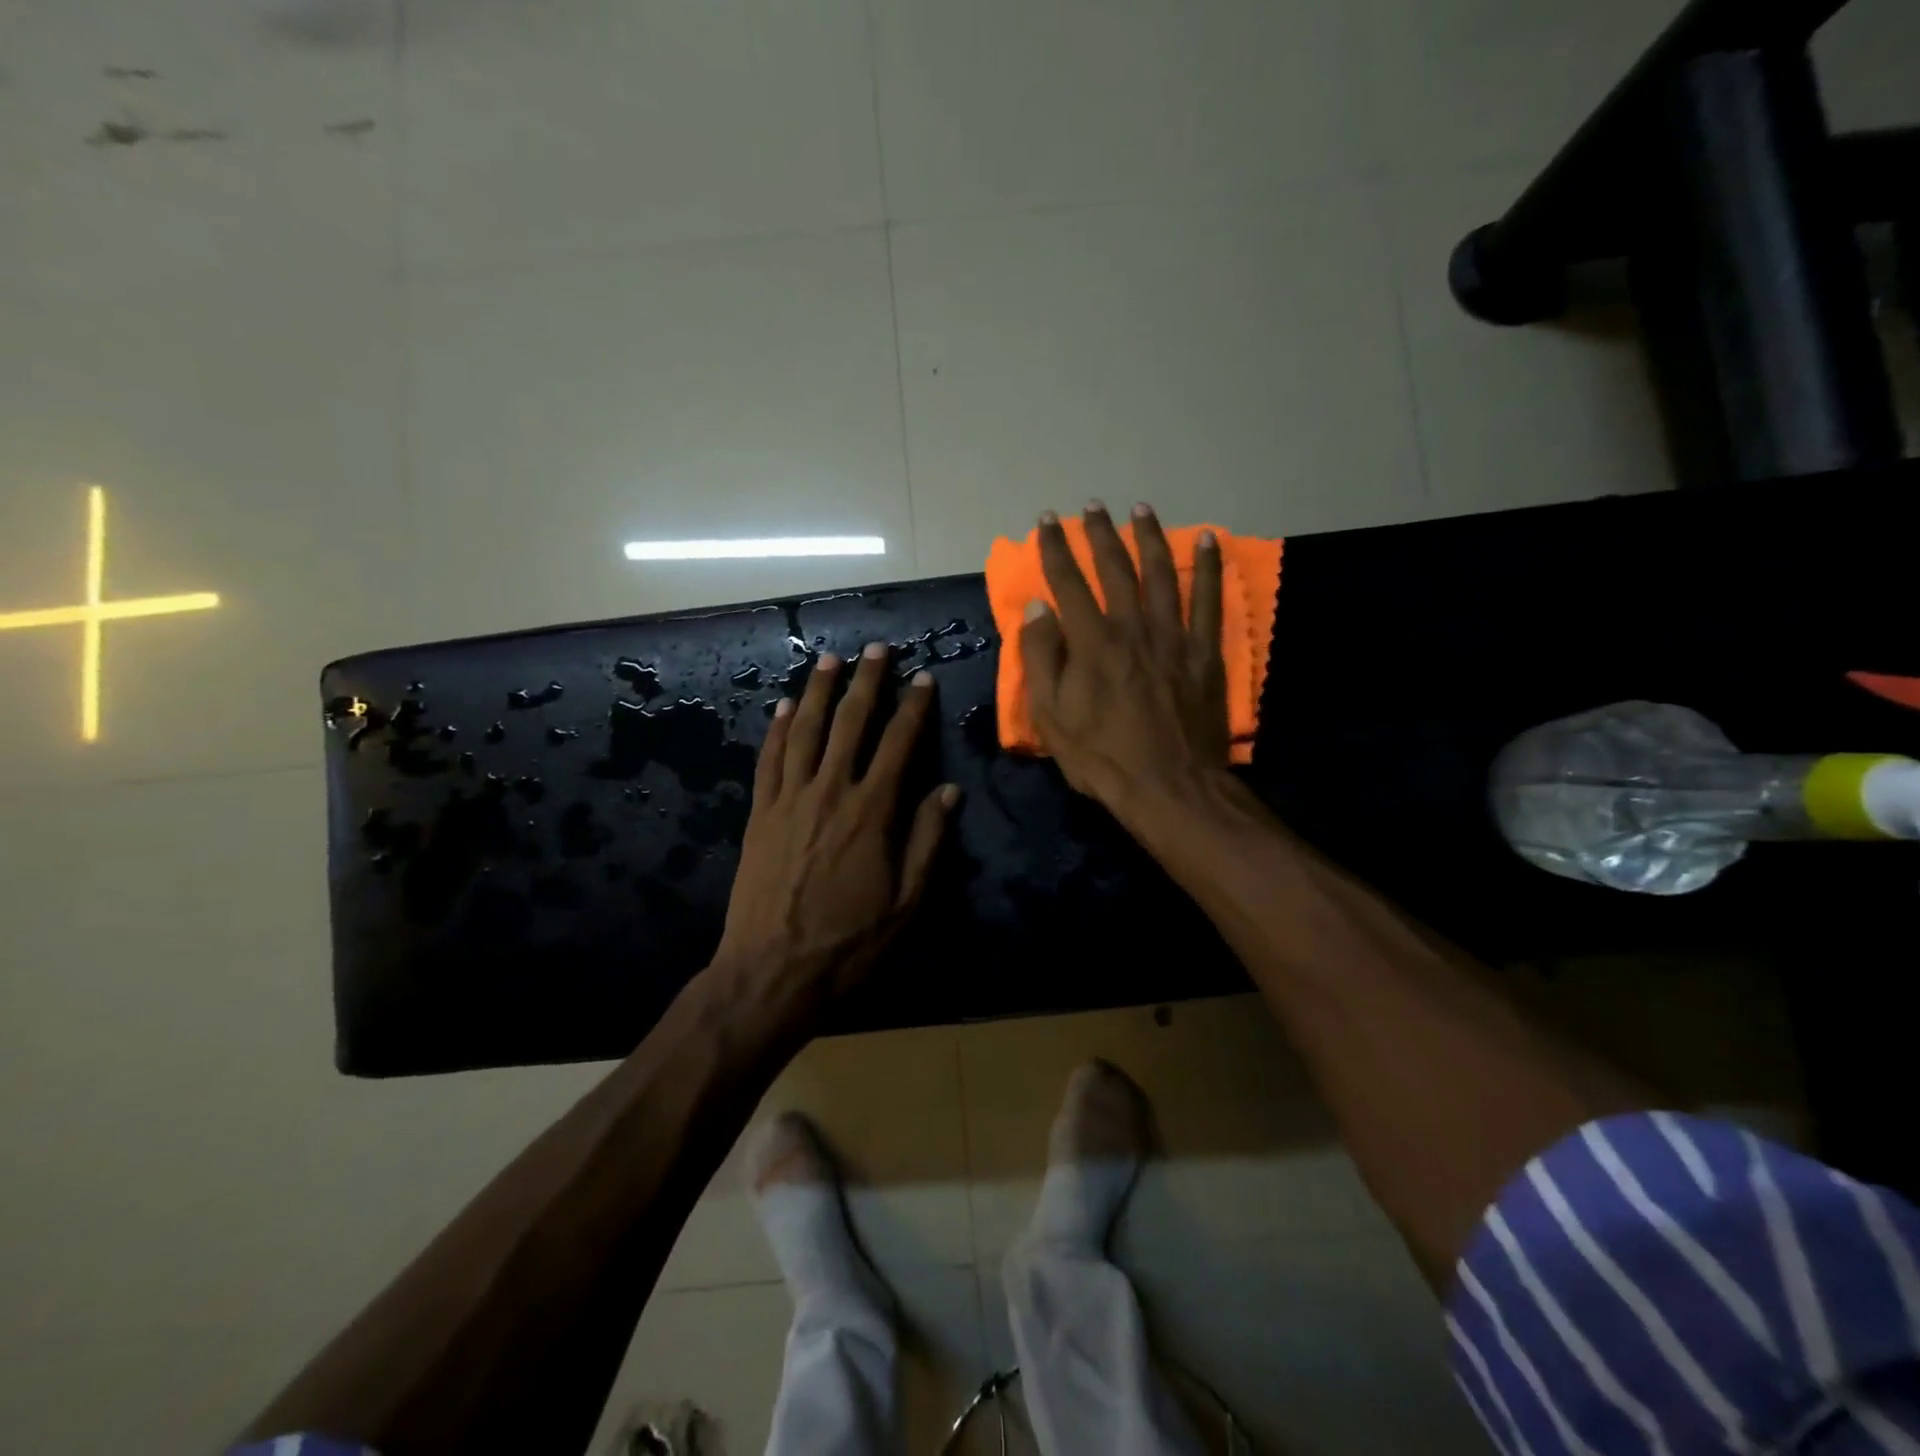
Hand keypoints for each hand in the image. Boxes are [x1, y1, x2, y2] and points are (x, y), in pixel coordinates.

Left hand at [715, 643, 958, 999]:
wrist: (772, 971)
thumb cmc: (849, 942)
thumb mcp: (907, 902)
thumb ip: (928, 841)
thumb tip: (948, 790)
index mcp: (872, 812)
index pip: (898, 744)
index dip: (913, 708)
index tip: (923, 679)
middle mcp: (829, 792)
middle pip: (849, 723)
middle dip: (866, 682)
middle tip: (876, 649)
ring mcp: (789, 800)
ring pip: (804, 731)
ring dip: (817, 692)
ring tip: (829, 660)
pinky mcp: (760, 814)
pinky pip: (769, 760)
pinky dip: (777, 730)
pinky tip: (783, 708)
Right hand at [1021, 502, 1229, 824]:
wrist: (1169, 787)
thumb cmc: (1102, 758)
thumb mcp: (1052, 717)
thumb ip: (1041, 659)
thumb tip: (1038, 608)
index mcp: (1092, 643)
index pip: (1068, 583)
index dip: (1055, 549)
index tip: (1046, 521)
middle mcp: (1133, 628)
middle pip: (1115, 569)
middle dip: (1099, 534)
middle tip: (1091, 506)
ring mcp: (1173, 637)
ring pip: (1161, 574)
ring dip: (1149, 537)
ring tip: (1140, 509)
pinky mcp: (1203, 652)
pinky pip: (1209, 600)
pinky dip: (1208, 567)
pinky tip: (1206, 540)